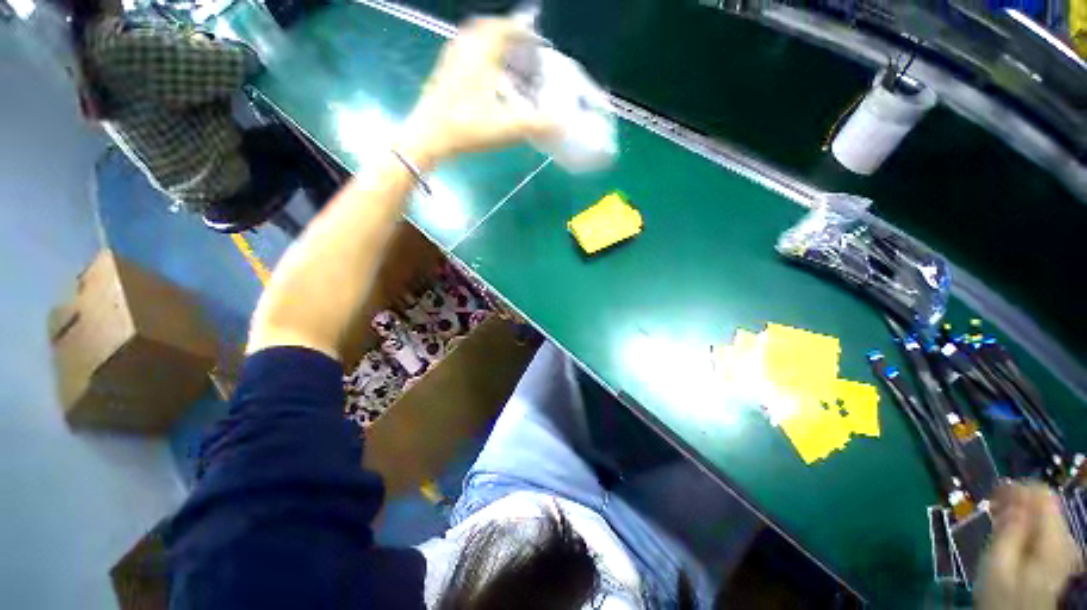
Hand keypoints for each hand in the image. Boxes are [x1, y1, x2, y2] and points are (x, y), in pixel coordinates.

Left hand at [399, 18, 556, 170]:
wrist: (428, 137)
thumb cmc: (466, 128)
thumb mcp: (506, 127)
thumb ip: (536, 125)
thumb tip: (563, 125)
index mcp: (480, 54)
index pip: (502, 28)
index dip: (520, 29)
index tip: (533, 37)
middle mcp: (464, 50)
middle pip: (485, 28)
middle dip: (504, 32)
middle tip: (518, 45)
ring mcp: (450, 62)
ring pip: (471, 40)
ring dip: (489, 43)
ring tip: (503, 59)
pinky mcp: (443, 75)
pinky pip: (463, 54)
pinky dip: (476, 56)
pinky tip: (483, 77)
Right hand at [976, 483, 1080, 609]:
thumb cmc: (1004, 596)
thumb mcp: (998, 564)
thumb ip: (1009, 529)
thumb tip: (1011, 495)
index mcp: (1053, 539)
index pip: (1043, 494)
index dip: (1018, 487)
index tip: (993, 491)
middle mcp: (1066, 540)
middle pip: (1045, 506)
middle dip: (1018, 502)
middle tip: (991, 507)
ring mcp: (1065, 552)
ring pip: (1045, 519)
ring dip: (1021, 515)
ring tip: (997, 520)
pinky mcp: (1059, 560)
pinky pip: (1045, 532)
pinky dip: (1027, 528)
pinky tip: (1011, 537)